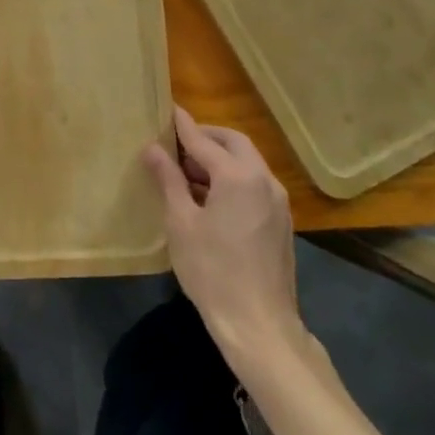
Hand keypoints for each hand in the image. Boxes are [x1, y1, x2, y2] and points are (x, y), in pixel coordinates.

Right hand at [143, 106, 310, 371]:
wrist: (258, 323)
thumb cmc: (212, 271)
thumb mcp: (181, 223)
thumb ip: (169, 180)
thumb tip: (153, 149)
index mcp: (238, 176)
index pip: (204, 141)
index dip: (182, 126)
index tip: (167, 110)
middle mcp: (264, 181)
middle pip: (234, 143)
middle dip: (206, 137)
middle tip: (177, 142)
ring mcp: (278, 202)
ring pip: (248, 163)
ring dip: (220, 158)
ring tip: (188, 170)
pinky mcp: (281, 222)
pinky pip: (255, 185)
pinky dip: (233, 178)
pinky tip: (210, 197)